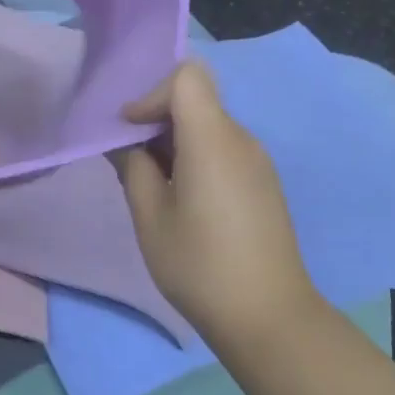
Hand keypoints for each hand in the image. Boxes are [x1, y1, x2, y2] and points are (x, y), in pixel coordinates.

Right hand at [111, 61, 316, 346]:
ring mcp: (257, 160)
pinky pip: (223, 148)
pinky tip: (182, 198)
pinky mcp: (263, 181)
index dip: (152, 94)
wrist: (269, 318)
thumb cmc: (200, 266)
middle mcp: (241, 139)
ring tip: (152, 182)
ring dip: (175, 139)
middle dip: (157, 118)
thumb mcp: (151, 218)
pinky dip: (195, 155)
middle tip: (130, 158)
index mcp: (213, 140)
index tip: (129, 130)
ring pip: (209, 124)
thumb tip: (124, 142)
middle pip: (196, 99)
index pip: (187, 77)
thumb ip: (133, 168)